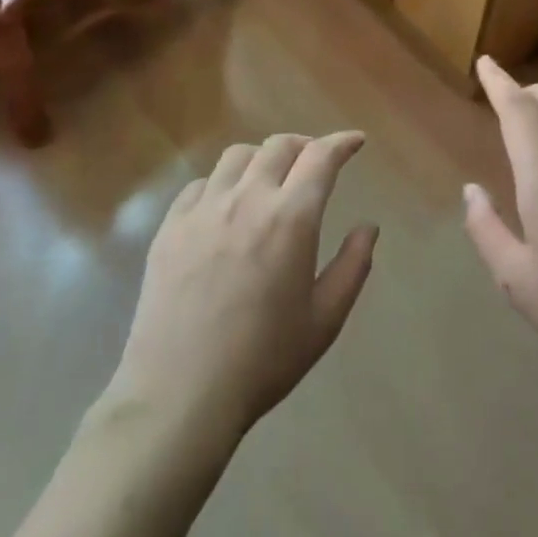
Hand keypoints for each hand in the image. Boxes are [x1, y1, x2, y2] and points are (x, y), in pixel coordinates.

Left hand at [111, 133, 377, 438]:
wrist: (180, 395)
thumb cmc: (264, 360)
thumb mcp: (325, 319)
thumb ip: (353, 266)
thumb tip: (368, 227)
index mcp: (291, 218)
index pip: (321, 157)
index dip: (342, 142)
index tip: (355, 142)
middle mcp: (247, 199)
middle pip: (279, 146)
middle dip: (304, 145)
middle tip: (315, 163)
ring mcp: (202, 210)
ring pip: (237, 156)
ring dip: (262, 159)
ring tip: (270, 181)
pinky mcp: (169, 227)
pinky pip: (200, 185)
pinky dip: (222, 184)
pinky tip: (225, 208)